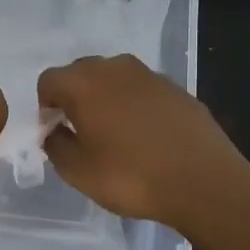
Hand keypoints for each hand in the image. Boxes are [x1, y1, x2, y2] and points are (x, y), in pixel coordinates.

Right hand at [38, 54, 249, 230]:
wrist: (203, 181)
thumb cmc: (130, 176)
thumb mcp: (77, 171)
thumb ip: (55, 145)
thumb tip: (55, 130)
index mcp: (83, 83)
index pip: (48, 81)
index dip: (45, 106)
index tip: (55, 132)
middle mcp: (114, 68)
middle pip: (80, 73)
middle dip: (74, 97)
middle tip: (81, 132)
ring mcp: (149, 74)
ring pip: (113, 78)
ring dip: (106, 98)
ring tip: (115, 134)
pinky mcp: (176, 87)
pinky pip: (142, 90)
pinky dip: (135, 105)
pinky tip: (146, 136)